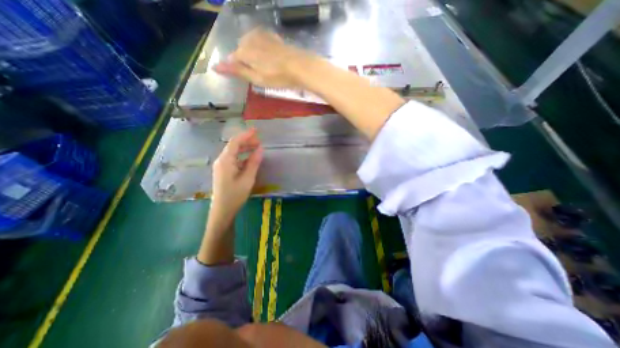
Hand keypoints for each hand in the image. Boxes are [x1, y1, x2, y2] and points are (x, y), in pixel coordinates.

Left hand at [211, 128, 263, 219]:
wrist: (222, 210)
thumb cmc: (235, 195)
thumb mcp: (247, 178)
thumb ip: (254, 162)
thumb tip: (260, 149)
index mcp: (226, 160)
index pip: (235, 142)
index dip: (246, 135)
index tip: (256, 130)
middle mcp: (221, 160)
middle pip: (234, 146)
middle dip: (246, 141)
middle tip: (260, 141)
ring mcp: (222, 166)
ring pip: (234, 153)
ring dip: (245, 149)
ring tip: (257, 147)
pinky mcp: (224, 171)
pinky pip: (234, 160)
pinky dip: (242, 157)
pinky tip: (250, 159)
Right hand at [215, 27, 315, 87]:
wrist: (299, 66)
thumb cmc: (277, 76)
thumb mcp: (256, 78)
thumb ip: (236, 71)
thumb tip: (215, 67)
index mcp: (243, 51)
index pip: (232, 59)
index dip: (237, 69)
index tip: (247, 77)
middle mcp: (249, 39)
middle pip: (241, 50)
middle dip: (246, 61)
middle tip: (259, 74)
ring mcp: (261, 35)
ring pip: (250, 45)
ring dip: (254, 55)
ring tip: (266, 67)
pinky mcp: (271, 35)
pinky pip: (260, 41)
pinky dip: (262, 50)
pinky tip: (270, 58)